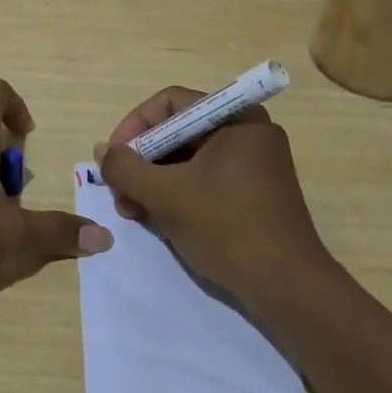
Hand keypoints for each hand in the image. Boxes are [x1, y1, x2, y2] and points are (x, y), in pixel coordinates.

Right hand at [97, 85, 334, 301]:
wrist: (289, 289)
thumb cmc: (227, 228)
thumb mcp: (166, 195)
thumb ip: (126, 167)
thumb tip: (103, 151)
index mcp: (236, 118)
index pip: (170, 103)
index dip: (134, 126)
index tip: (114, 159)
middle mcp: (247, 133)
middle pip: (177, 132)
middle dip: (142, 161)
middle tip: (119, 192)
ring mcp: (253, 165)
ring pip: (188, 160)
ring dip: (154, 182)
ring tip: (132, 212)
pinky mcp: (253, 195)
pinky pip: (204, 181)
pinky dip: (177, 195)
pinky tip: (157, 221)